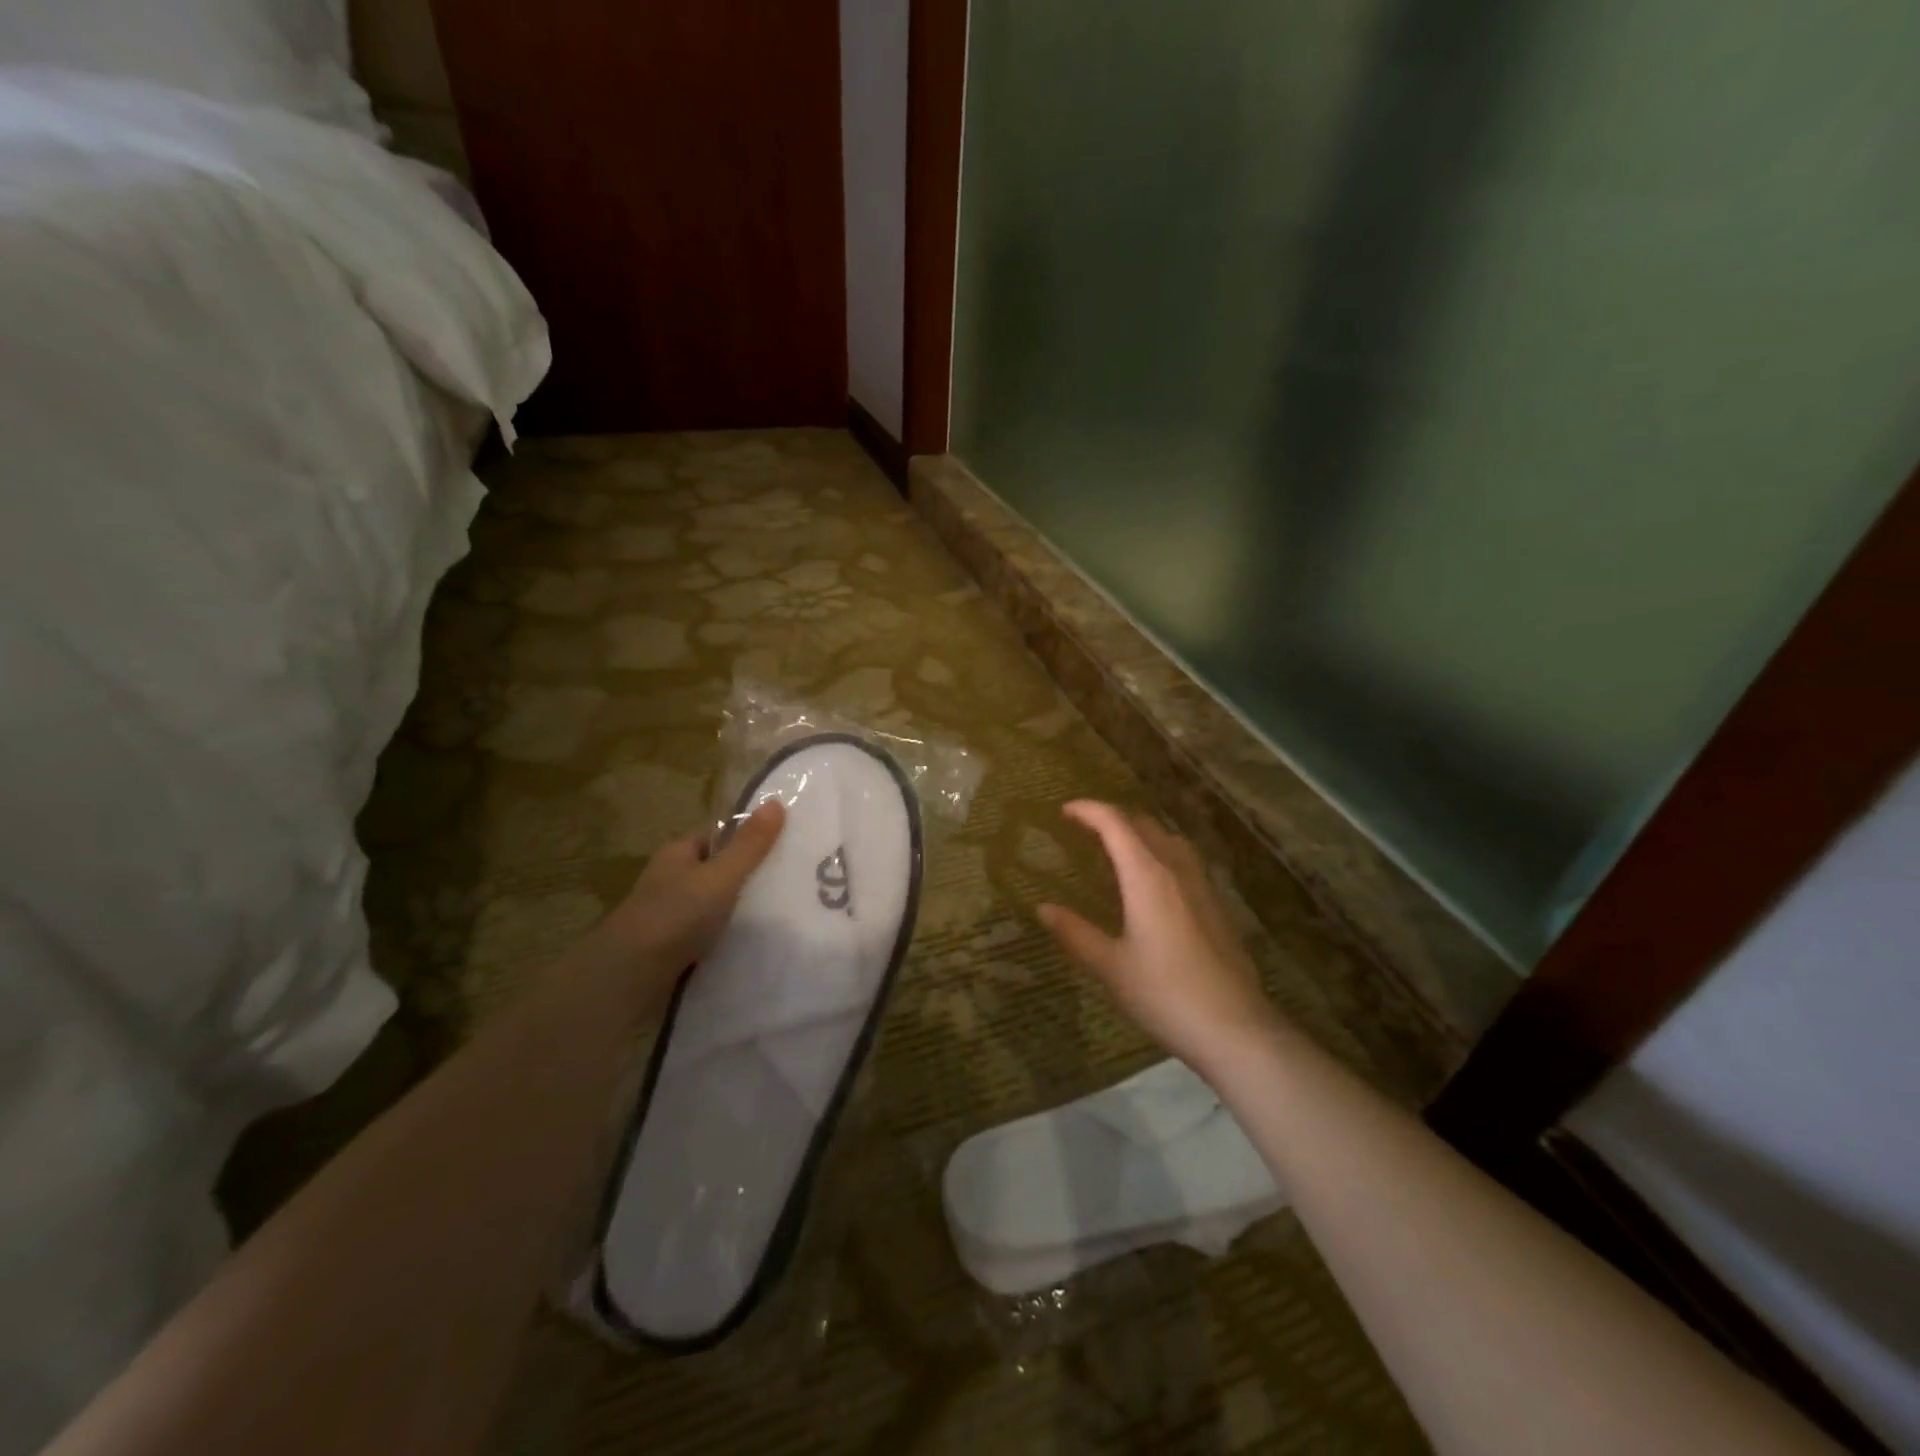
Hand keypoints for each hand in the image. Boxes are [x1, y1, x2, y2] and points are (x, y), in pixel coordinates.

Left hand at [599, 800, 786, 986]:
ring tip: (779, 911)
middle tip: (789, 879)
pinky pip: (708, 931)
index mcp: (678, 853)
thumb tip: (776, 802)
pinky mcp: (672, 946)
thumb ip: (749, 845)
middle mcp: (671, 879)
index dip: (746, 836)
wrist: (630, 977)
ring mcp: (669, 914)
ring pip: (712, 902)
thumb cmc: (676, 914)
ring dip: (737, 907)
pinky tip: (752, 941)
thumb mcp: (721, 876)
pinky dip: (727, 933)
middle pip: (715, 868)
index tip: (783, 844)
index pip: (716, 835)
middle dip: (746, 874)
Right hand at [1040, 800, 1281, 1072]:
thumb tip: (1043, 908)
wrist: (1235, 1029)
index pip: (1115, 824)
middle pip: (1144, 825)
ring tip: (1118, 849)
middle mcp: (1176, 870)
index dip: (1088, 810)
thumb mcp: (1110, 966)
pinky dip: (1160, 854)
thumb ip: (1075, 933)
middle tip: (1085, 830)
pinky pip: (1184, 861)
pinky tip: (1153, 884)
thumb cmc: (1165, 994)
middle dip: (1113, 818)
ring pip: (1169, 840)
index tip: (1064, 810)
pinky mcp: (1217, 906)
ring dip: (1141, 833)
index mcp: (1147, 876)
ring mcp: (1202, 886)